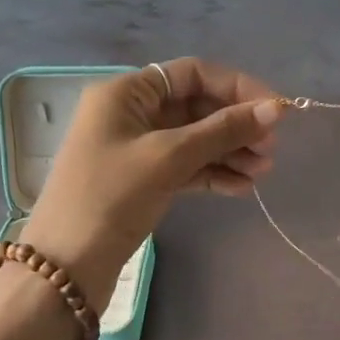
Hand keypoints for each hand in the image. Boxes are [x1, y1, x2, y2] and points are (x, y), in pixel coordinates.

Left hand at [22, 59, 282, 308]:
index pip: (192, 74)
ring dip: (229, 151)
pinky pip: (185, 166)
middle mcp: (131, 113)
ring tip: (262, 172)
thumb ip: (222, 131)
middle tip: (270, 150)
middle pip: (196, 106)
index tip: (275, 110)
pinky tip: (242, 188)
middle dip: (235, 125)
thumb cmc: (111, 197)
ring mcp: (136, 148)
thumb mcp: (169, 157)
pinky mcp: (142, 180)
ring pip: (194, 139)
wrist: (64, 266)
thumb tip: (275, 109)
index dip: (237, 87)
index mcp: (126, 92)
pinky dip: (213, 173)